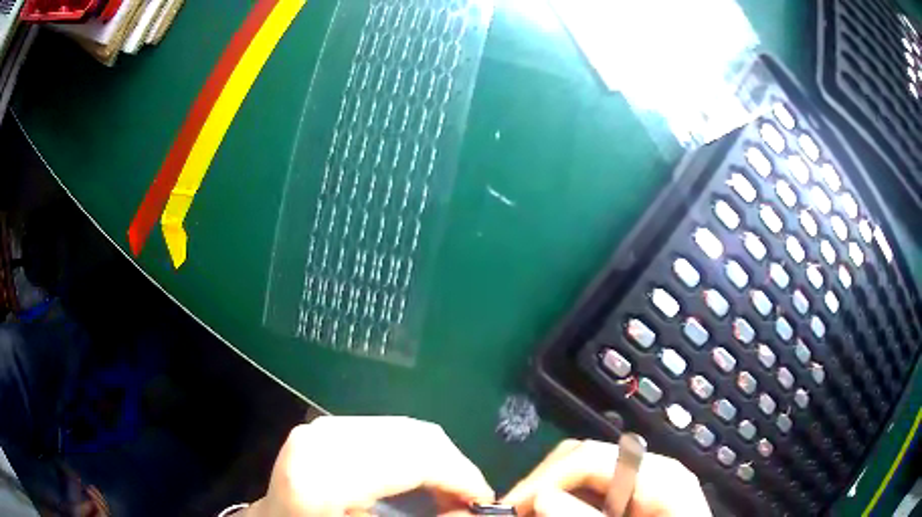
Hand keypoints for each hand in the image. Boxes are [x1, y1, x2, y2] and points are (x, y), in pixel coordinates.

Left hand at [244, 416, 493, 515]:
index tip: (485, 499)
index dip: (460, 477)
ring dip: (436, 458)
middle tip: (469, 498)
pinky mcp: (326, 425)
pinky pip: (387, 429)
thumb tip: (472, 510)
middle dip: (453, 466)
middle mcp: (322, 439)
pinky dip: (415, 450)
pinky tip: (420, 474)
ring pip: (404, 428)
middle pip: (413, 437)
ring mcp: (321, 427)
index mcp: (326, 477)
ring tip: (448, 489)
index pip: (414, 459)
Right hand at [501, 439, 710, 516]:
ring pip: (582, 471)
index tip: (510, 508)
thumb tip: (541, 498)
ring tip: (530, 514)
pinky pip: (593, 488)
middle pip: (581, 456)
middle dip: (541, 483)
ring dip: (550, 492)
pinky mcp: (635, 494)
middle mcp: (648, 468)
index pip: (587, 457)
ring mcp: (643, 480)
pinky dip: (567, 501)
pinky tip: (559, 513)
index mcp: (657, 474)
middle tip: (515, 513)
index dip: (542, 480)